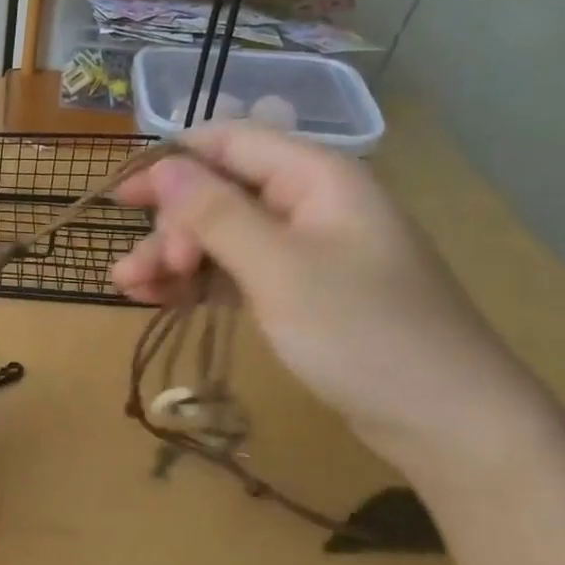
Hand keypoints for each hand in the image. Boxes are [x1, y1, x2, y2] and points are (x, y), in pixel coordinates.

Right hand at [110, 125, 551, 466]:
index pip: (228, 142)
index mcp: (315, 176)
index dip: (169, 163)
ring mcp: (306, 249)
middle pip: (218, 192)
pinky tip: (161, 301)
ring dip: (173, 258)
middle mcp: (309, 201)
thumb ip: (215, 213)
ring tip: (130, 290)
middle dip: (171, 227)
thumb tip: (163, 166)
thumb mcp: (278, 269)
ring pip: (221, 235)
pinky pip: (236, 271)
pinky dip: (198, 283)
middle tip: (143, 273)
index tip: (120, 199)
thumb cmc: (363, 333)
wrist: (445, 421)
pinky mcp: (300, 290)